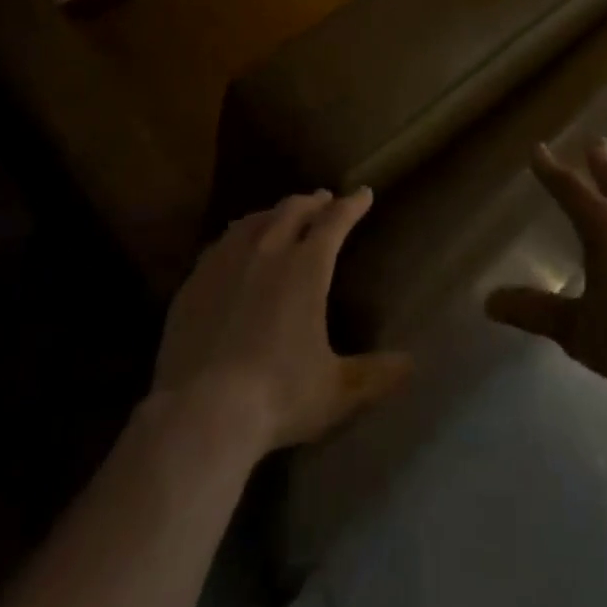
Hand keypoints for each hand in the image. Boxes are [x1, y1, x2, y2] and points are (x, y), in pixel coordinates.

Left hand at [151, 188, 411, 454]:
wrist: (200, 412)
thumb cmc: (278, 396)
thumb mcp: (335, 392)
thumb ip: (374, 375)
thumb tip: (411, 364)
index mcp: (307, 267)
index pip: (335, 221)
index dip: (352, 205)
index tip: (363, 194)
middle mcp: (268, 250)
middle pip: (294, 210)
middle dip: (313, 202)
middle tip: (324, 200)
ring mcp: (227, 261)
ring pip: (256, 220)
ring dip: (275, 213)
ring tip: (282, 215)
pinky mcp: (195, 280)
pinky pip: (222, 243)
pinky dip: (239, 235)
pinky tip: (236, 246)